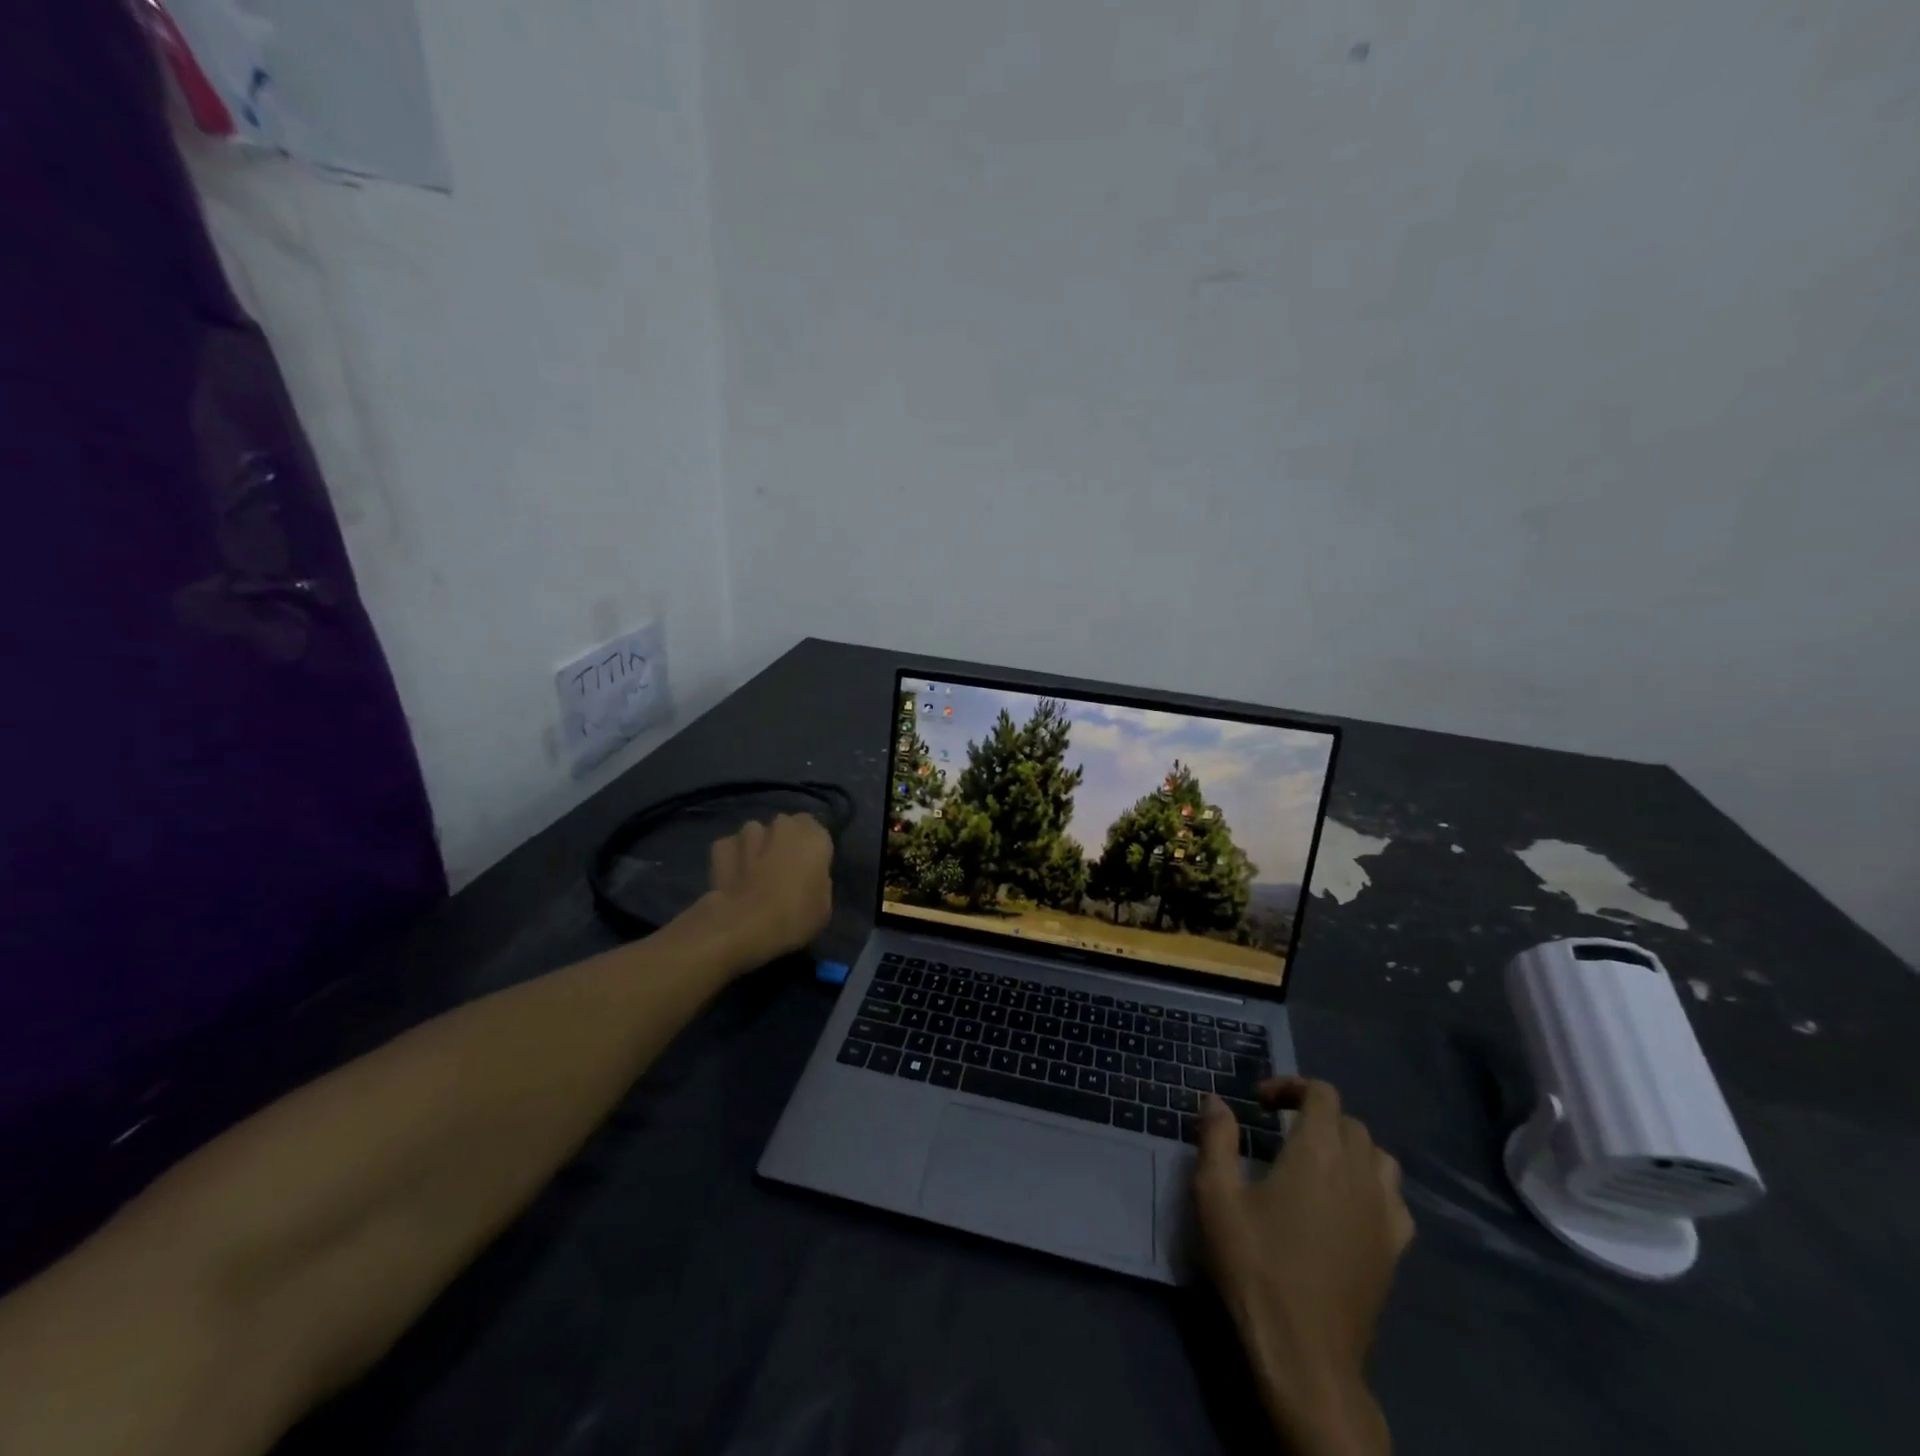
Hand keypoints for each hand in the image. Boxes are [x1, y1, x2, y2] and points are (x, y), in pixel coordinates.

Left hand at [701, 814, 833, 968]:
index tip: (807, 868)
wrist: (746, 926)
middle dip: (783, 842)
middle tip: (781, 871)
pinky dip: (731, 858)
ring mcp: (750, 832)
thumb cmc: (796, 917)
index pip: (815, 831)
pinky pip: (730, 847)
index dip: (809, 849)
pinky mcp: (721, 846)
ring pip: (756, 833)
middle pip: (785, 827)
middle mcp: (784, 825)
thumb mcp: (823, 906)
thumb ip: (817, 881)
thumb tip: (807, 879)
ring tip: (753, 875)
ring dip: (756, 847)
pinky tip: (731, 878)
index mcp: (815, 836)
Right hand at [1193, 1078, 1413, 1455]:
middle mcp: (1358, 1172)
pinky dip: (1374, 1185)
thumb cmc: (1255, 1265)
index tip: (1259, 1104)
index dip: (1291, 1086)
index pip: (1322, 1094)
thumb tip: (1215, 1100)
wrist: (1304, 1354)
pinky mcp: (1394, 1250)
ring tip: (1317, 1160)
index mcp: (1317, 1152)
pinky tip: (1348, 1203)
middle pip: (1350, 1121)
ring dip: (1348, 1145)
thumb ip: (1216, 1138)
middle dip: (1315, 1113)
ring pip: (1378, 1156)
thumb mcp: (1216, 1195)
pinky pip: (1395, 1198)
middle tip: (1279, 1129)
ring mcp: (1383, 1213)